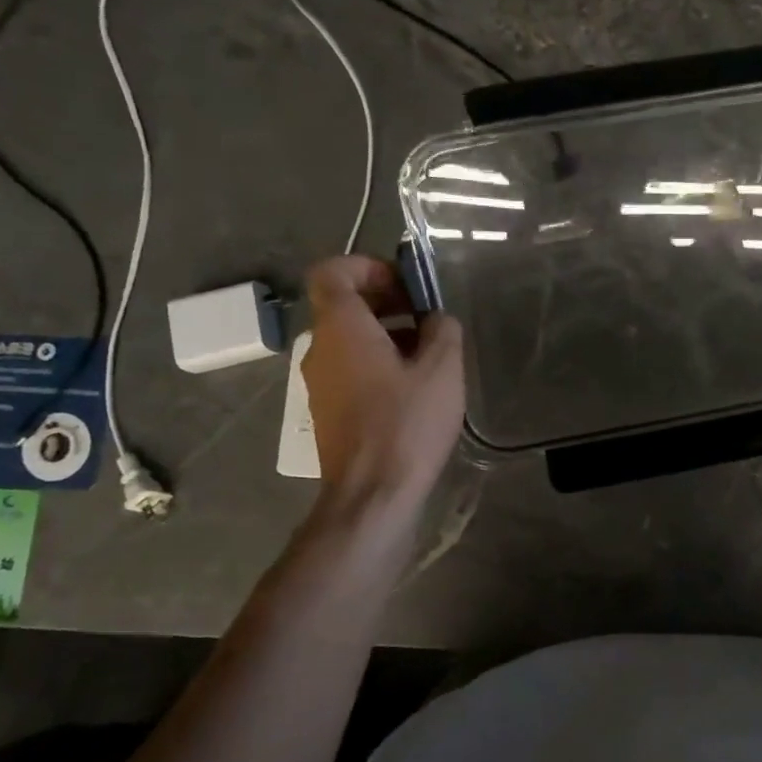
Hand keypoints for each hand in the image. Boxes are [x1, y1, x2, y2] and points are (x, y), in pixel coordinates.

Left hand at [300, 255, 463, 510]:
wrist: (373, 493)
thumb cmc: (408, 424)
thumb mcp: (443, 369)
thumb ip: (443, 330)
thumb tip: (435, 319)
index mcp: (342, 329)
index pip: (332, 272)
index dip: (367, 267)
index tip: (405, 285)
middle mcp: (319, 349)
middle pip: (343, 306)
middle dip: (386, 301)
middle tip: (428, 318)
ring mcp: (318, 383)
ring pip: (349, 340)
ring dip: (386, 334)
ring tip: (429, 356)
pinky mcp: (327, 411)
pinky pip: (350, 369)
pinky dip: (377, 363)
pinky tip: (414, 389)